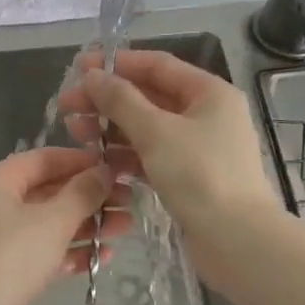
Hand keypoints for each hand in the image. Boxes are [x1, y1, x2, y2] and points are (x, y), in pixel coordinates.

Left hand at [0, 147, 130, 304]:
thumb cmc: (11, 259)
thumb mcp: (54, 220)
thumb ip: (83, 192)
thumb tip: (104, 170)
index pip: (44, 159)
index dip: (82, 161)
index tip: (118, 168)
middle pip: (47, 192)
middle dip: (89, 198)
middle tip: (129, 203)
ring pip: (46, 224)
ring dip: (85, 225)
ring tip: (124, 230)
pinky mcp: (1, 271)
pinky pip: (39, 252)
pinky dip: (68, 252)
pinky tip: (100, 259)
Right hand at [60, 50, 285, 291]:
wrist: (236, 240)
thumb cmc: (199, 175)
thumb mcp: (156, 132)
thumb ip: (121, 100)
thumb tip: (93, 75)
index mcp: (209, 93)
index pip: (157, 66)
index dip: (117, 64)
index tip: (79, 68)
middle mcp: (207, 115)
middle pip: (149, 98)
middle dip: (107, 100)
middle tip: (68, 106)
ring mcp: (198, 148)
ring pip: (148, 129)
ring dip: (112, 128)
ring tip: (76, 133)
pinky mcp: (189, 178)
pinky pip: (152, 156)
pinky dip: (126, 156)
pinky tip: (98, 160)